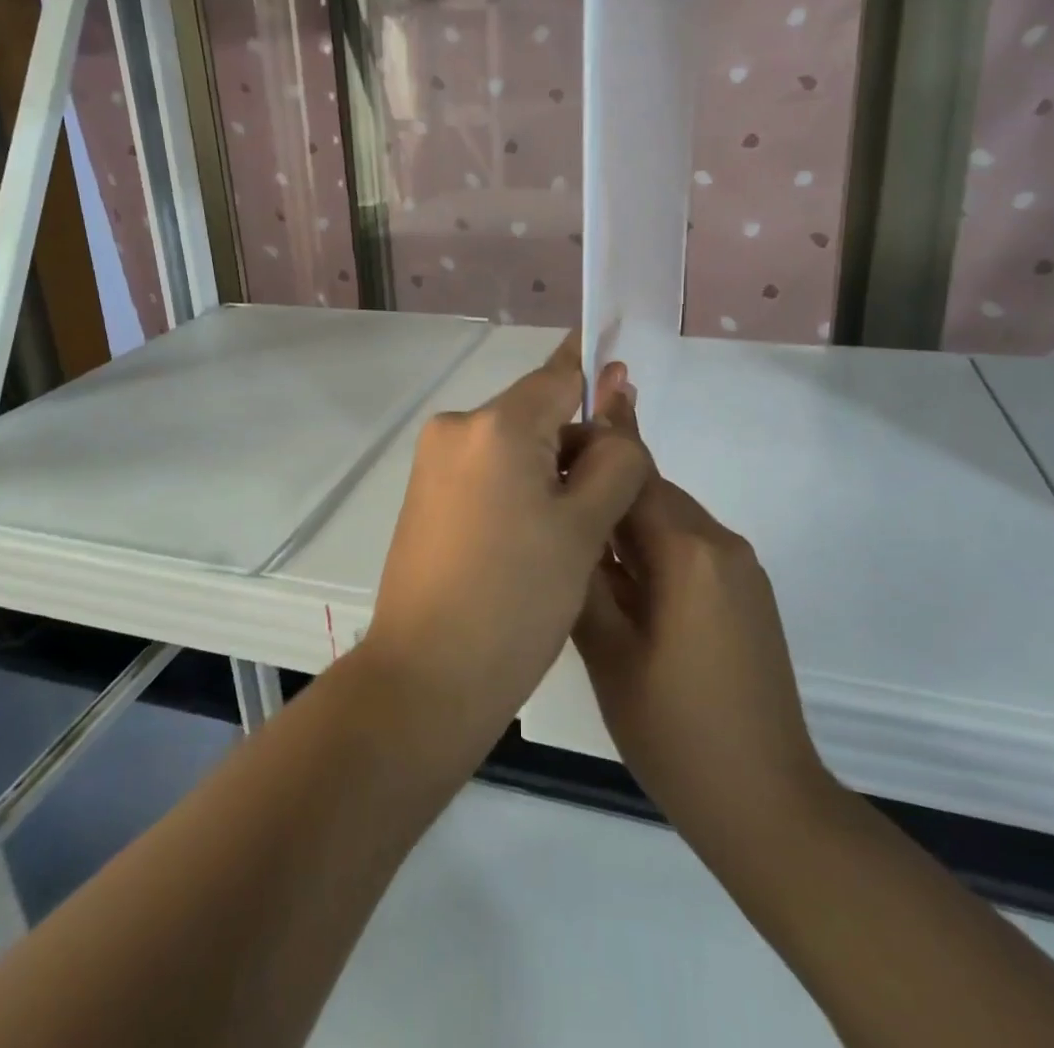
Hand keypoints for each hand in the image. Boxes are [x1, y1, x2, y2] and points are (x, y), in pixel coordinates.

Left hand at [364, 334, 649, 749]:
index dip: (599, 378)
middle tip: (610, 504)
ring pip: (513, 444)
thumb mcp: (585, 526)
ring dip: (550, 470)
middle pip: (537, 412)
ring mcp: (434, 461)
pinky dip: (518, 487)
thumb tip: (616, 399)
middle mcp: (456, 427)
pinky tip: (534, 537)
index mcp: (496, 425)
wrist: (427, 678)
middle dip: (577, 443)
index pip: (560, 376)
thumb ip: (614, 456)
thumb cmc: (517, 600)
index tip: (628, 381)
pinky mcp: (425, 493)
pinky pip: (487, 469)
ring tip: (573, 534)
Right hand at [574, 395, 837, 863]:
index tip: (549, 436)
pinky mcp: (746, 592)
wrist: (767, 801)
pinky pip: (688, 547)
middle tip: (548, 494)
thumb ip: (583, 577)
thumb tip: (563, 522)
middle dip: (602, 485)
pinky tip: (619, 577)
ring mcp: (739, 567)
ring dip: (624, 519)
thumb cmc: (675, 730)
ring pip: (667, 518)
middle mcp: (720, 542)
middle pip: (651, 489)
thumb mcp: (609, 653)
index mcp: (687, 551)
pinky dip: (650, 547)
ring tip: (575, 537)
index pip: (632, 472)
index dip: (591, 446)